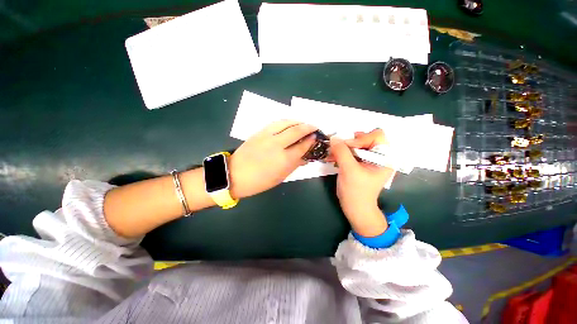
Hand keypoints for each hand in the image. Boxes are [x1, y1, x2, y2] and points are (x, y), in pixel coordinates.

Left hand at [228, 120, 316, 198]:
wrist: (235, 175)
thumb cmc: (259, 181)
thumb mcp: (280, 177)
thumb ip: (294, 165)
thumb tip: (305, 157)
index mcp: (284, 160)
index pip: (303, 146)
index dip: (311, 141)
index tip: (316, 137)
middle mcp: (277, 144)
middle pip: (297, 130)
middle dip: (309, 127)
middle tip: (315, 127)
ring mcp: (267, 136)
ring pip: (286, 122)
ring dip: (298, 121)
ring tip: (304, 123)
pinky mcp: (259, 132)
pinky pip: (276, 123)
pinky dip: (286, 121)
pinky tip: (290, 123)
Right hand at [329, 129, 395, 236]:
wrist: (355, 208)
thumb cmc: (356, 192)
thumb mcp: (349, 170)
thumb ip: (342, 152)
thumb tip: (333, 137)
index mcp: (385, 157)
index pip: (376, 135)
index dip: (361, 138)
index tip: (346, 147)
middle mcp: (379, 155)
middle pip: (364, 137)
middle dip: (349, 142)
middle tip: (337, 149)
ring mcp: (368, 159)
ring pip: (355, 144)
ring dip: (342, 148)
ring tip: (331, 154)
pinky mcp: (359, 162)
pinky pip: (350, 151)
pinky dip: (340, 153)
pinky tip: (331, 158)